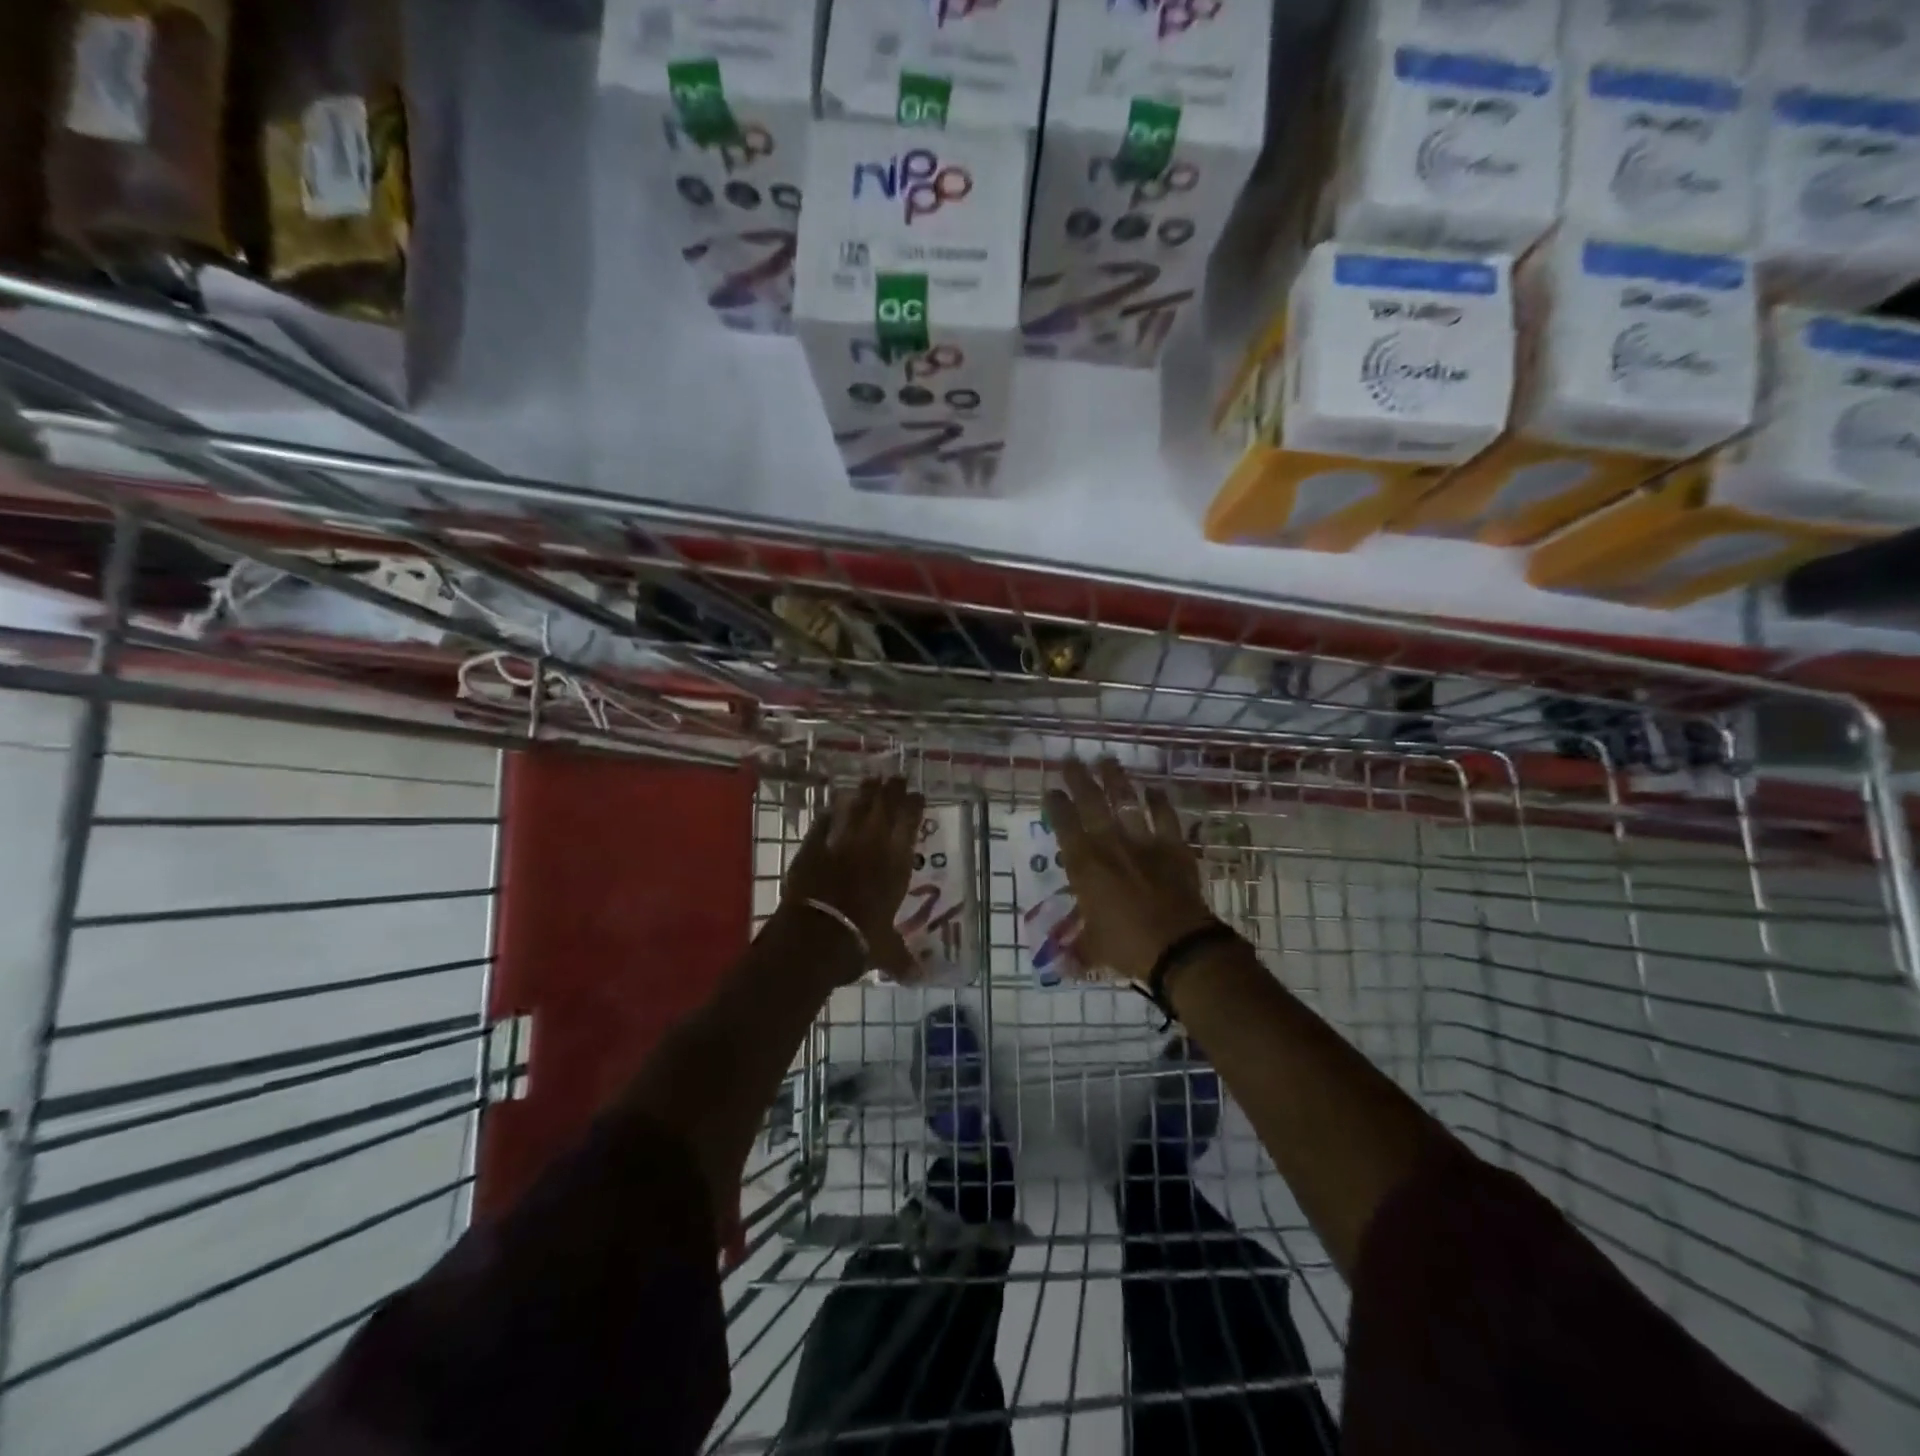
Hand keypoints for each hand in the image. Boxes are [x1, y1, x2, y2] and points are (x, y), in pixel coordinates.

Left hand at [781, 776, 923, 983]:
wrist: (816, 937)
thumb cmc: (860, 942)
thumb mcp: (886, 952)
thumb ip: (901, 959)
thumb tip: (919, 979)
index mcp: (896, 865)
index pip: (909, 823)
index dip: (913, 805)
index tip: (917, 794)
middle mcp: (872, 847)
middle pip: (883, 807)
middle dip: (890, 790)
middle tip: (895, 777)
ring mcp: (840, 844)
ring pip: (854, 809)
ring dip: (863, 794)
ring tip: (869, 782)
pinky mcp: (811, 849)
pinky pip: (822, 825)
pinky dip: (828, 815)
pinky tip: (831, 808)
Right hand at [1044, 759, 1217, 983]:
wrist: (1179, 947)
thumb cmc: (1128, 947)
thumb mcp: (1094, 949)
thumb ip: (1076, 949)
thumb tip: (1059, 965)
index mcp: (1084, 866)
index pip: (1064, 826)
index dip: (1056, 806)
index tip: (1050, 791)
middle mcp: (1109, 845)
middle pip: (1091, 803)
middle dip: (1078, 779)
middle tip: (1071, 761)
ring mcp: (1143, 842)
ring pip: (1126, 801)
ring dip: (1115, 779)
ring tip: (1107, 760)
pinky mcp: (1173, 846)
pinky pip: (1165, 817)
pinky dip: (1159, 802)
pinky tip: (1154, 788)